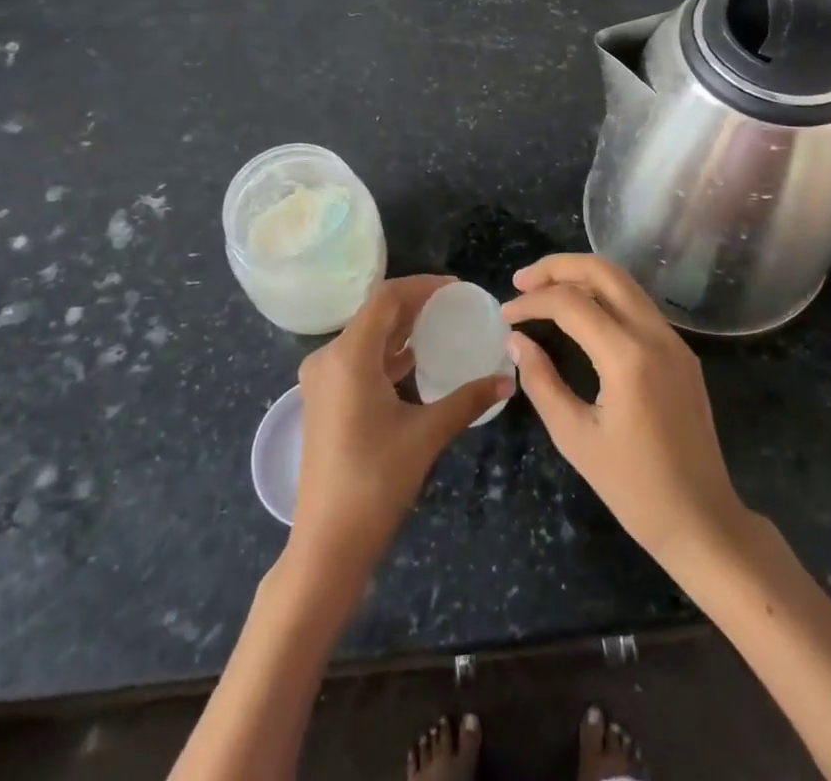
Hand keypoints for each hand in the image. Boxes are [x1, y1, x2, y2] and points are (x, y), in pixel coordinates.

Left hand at [290, 275, 513, 577]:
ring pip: (365, 337)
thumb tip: (508, 380)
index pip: (386, 298)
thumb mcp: (426, 435)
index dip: (422, 286)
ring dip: (400, 329)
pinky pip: (357, 359)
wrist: (326, 544)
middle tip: (454, 306)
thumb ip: (467, 400)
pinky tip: (415, 361)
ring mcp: (322, 380)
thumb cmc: (376, 482)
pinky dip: (386, 353)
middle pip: (374, 314)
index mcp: (348, 356)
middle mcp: (328, 358)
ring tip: (440, 327)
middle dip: (414, 305)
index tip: (456, 288)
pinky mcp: (324, 400)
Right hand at [504, 254, 749, 571]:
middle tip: (522, 281)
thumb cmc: (634, 489)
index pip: (571, 303)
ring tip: (543, 290)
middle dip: (558, 267)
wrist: (702, 520)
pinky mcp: (681, 352)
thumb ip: (541, 381)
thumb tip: (516, 340)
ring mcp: (673, 341)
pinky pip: (638, 306)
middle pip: (603, 271)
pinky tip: (580, 313)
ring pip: (624, 283)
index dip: (532, 302)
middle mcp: (655, 335)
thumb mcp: (575, 438)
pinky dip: (604, 296)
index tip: (505, 315)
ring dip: (581, 277)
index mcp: (628, 357)